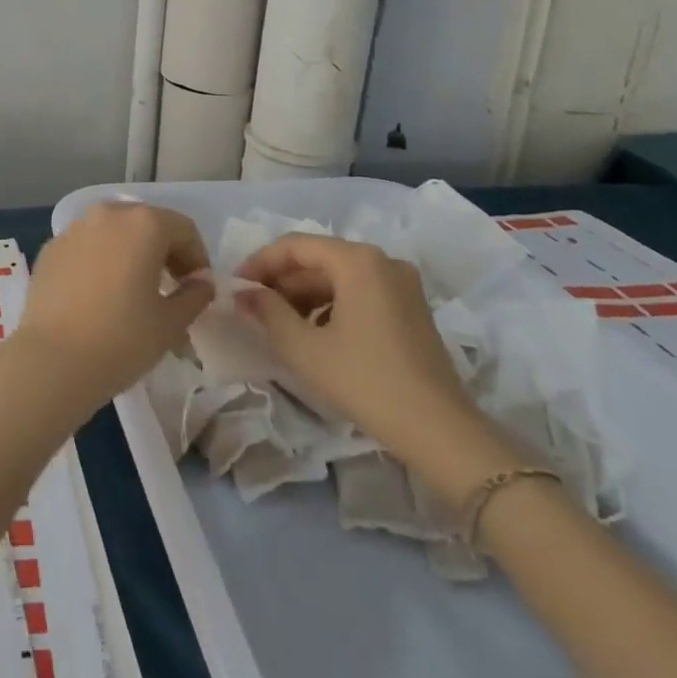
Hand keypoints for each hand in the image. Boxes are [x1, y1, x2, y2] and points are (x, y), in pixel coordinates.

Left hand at [13, 203, 214, 414]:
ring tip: (134, 289)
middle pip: (146, 223)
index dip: (197, 257)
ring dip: (130, 252)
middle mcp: (107, 215)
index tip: (198, 288)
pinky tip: (99, 294)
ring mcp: (73, 229)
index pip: (183, 229)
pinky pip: (85, 246)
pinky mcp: (50, 248)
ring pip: (113, 232)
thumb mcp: (171, 323)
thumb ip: (194, 295)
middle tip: (170, 286)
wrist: (52, 360)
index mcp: (142, 224)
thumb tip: (200, 283)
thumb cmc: (122, 339)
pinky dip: (100, 260)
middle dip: (164, 250)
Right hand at [234, 234, 500, 485]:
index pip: (294, 245)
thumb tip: (244, 292)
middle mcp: (382, 261)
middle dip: (281, 280)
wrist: (440, 432)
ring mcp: (402, 284)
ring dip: (304, 294)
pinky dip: (330, 305)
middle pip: (318, 258)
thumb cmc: (365, 381)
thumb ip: (267, 311)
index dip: (259, 263)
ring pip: (338, 276)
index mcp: (357, 260)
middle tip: (253, 306)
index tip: (236, 286)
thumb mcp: (303, 347)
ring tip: (278, 322)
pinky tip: (314, 332)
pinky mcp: (411, 308)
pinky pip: (359, 292)